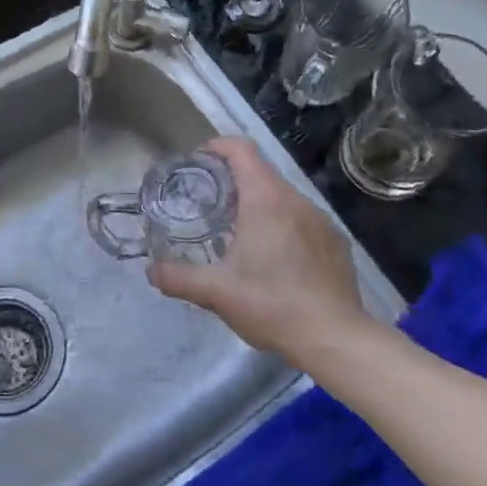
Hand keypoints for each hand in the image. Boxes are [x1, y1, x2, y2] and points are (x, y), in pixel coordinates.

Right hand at [148, 138, 373, 362]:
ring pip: (282, 197)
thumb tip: (150, 269)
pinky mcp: (336, 242)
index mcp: (265, 200)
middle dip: (232, 179)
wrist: (335, 338)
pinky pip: (302, 219)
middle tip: (209, 202)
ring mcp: (321, 220)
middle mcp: (295, 200)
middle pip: (261, 171)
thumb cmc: (271, 305)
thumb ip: (177, 277)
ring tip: (238, 231)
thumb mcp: (215, 292)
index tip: (198, 162)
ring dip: (258, 203)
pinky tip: (274, 258)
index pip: (241, 149)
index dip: (217, 146)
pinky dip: (282, 225)